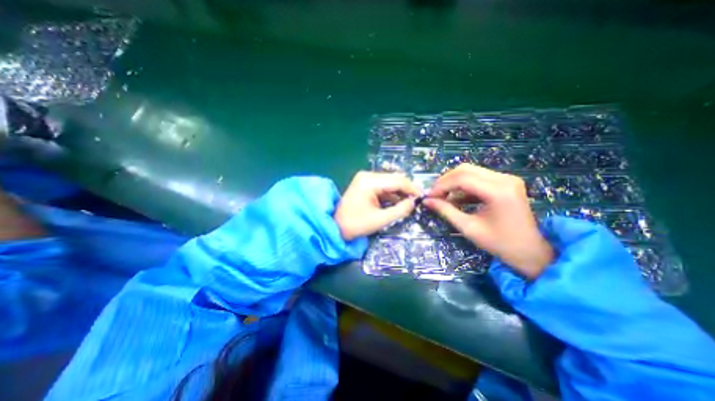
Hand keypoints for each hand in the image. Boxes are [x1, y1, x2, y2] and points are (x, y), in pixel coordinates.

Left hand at [338, 171, 419, 240]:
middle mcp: (367, 175)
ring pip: (389, 182)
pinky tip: (397, 202)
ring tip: (408, 203)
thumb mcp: (380, 219)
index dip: (412, 188)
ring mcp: (365, 179)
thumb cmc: (356, 225)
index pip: (397, 180)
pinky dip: (391, 193)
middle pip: (394, 179)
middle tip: (416, 201)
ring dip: (399, 192)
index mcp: (369, 182)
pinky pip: (382, 186)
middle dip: (406, 189)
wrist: (335, 227)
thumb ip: (400, 210)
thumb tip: (414, 202)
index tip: (422, 197)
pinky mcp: (364, 184)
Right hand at [423, 165, 551, 280]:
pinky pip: (478, 178)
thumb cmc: (500, 243)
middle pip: (465, 170)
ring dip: (454, 182)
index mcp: (498, 191)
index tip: (429, 196)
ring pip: (471, 171)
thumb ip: (446, 211)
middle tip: (434, 195)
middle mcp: (504, 179)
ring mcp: (507, 179)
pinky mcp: (506, 182)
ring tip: (443, 197)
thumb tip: (427, 201)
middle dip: (446, 181)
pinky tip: (456, 198)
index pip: (462, 178)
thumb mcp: (468, 228)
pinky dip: (464, 186)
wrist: (531, 251)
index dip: (441, 186)